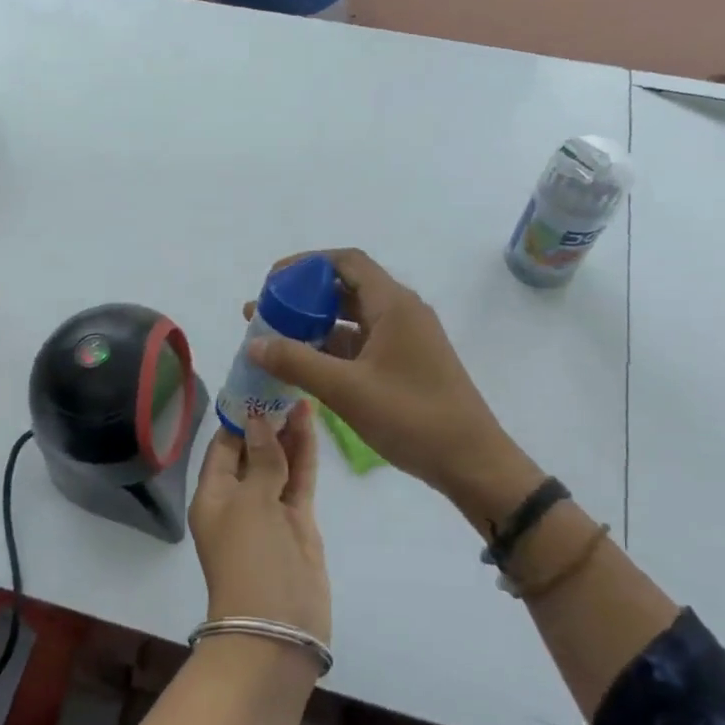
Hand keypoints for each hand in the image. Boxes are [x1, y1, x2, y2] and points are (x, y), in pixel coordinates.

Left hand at [187, 402, 329, 644]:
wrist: (278, 626)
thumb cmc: (250, 558)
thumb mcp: (251, 503)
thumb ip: (262, 460)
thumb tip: (259, 420)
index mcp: (212, 494)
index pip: (223, 445)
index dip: (239, 416)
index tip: (256, 384)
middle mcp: (239, 499)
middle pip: (253, 450)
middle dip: (266, 420)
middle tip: (284, 381)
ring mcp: (270, 510)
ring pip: (279, 461)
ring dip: (287, 432)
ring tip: (300, 392)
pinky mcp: (298, 521)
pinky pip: (299, 479)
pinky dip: (304, 453)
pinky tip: (311, 423)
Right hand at [246, 249, 536, 522]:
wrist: (471, 462)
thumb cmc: (412, 417)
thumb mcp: (346, 390)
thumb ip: (296, 362)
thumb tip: (253, 343)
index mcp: (394, 305)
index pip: (346, 262)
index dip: (306, 265)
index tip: (272, 281)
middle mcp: (401, 313)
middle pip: (346, 289)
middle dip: (303, 297)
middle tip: (265, 314)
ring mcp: (405, 340)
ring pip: (352, 319)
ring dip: (314, 325)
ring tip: (274, 340)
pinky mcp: (404, 365)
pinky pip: (361, 344)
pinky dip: (331, 348)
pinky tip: (304, 366)